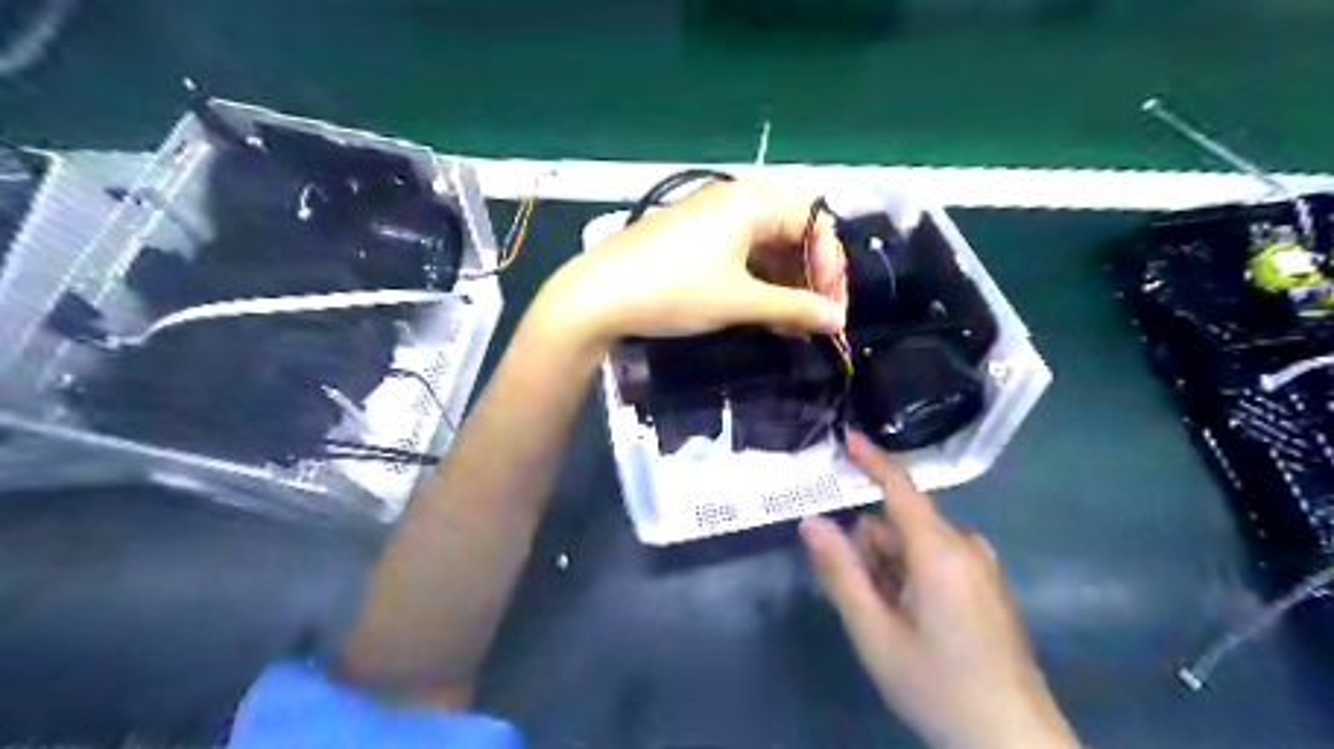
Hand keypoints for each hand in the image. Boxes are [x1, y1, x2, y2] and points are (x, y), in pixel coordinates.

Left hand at [538, 178, 841, 343]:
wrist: (597, 296)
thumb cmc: (675, 291)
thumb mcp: (740, 302)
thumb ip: (794, 309)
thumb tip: (837, 321)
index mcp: (751, 201)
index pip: (813, 224)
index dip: (829, 268)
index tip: (831, 311)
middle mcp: (733, 200)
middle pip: (790, 233)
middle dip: (807, 277)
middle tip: (812, 319)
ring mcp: (709, 218)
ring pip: (764, 246)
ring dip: (782, 283)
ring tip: (787, 324)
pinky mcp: (691, 238)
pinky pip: (738, 254)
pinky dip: (755, 281)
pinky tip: (760, 312)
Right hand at [795, 433, 1076, 748]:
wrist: (1013, 744)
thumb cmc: (937, 686)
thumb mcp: (874, 632)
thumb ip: (840, 571)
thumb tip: (811, 522)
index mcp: (939, 551)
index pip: (900, 488)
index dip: (872, 460)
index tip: (846, 436)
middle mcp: (965, 547)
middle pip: (897, 525)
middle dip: (870, 550)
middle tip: (861, 601)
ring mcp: (981, 567)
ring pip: (914, 545)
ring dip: (889, 570)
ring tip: (888, 622)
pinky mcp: (987, 585)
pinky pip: (936, 561)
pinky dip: (911, 578)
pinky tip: (912, 623)